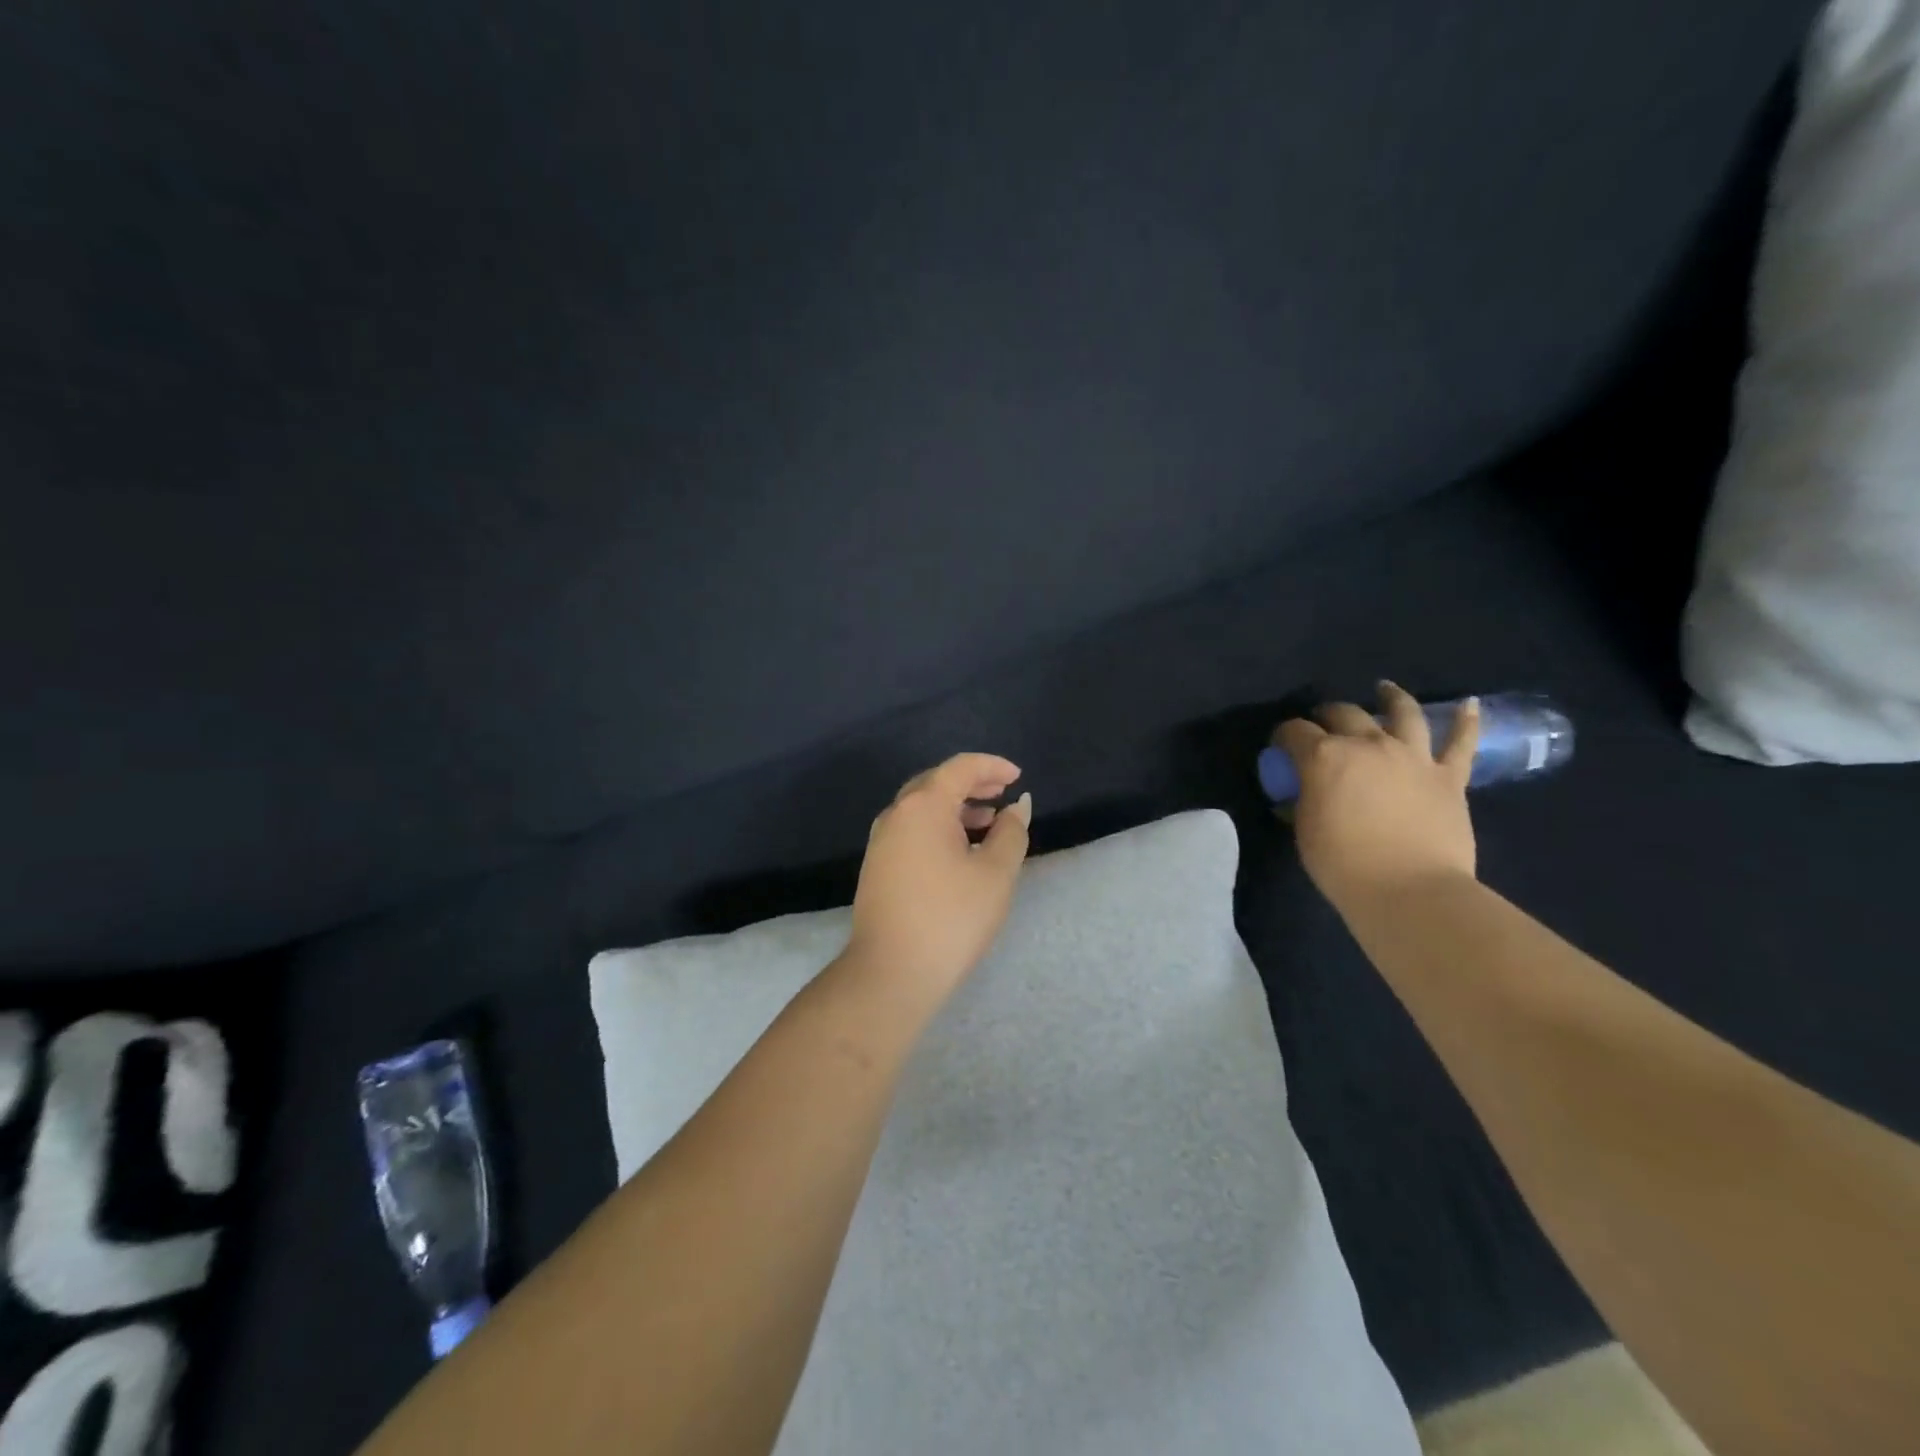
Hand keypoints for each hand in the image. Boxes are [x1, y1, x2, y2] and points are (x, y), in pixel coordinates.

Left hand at [845, 753, 1032, 1002]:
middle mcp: (896, 814)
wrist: (891, 972)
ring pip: (921, 808)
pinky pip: (911, 830)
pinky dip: (938, 827)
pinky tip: (959, 850)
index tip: (1017, 777)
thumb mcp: (995, 873)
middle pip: (936, 783)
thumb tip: (1018, 807)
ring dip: (955, 807)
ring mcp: (881, 841)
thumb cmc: (951, 917)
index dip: (991, 766)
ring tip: (988, 821)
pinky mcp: (877, 866)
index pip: (959, 768)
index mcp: (923, 806)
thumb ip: (1011, 832)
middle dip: (971, 783)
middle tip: (1002, 792)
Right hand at [1275, 682, 1479, 911]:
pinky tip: (1470, 705)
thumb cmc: (1344, 865)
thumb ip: (1303, 804)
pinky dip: (1468, 721)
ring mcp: (1412, 756)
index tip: (1280, 745)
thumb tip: (1300, 797)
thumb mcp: (1306, 832)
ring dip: (1392, 697)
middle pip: (1344, 714)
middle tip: (1322, 723)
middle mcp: (1368, 745)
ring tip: (1385, 689)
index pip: (1295, 732)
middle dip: (1328, 715)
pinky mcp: (1449, 776)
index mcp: (1324, 757)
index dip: (1284, 735)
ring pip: (1403, 713)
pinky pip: (1462, 743)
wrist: (1411, 891)